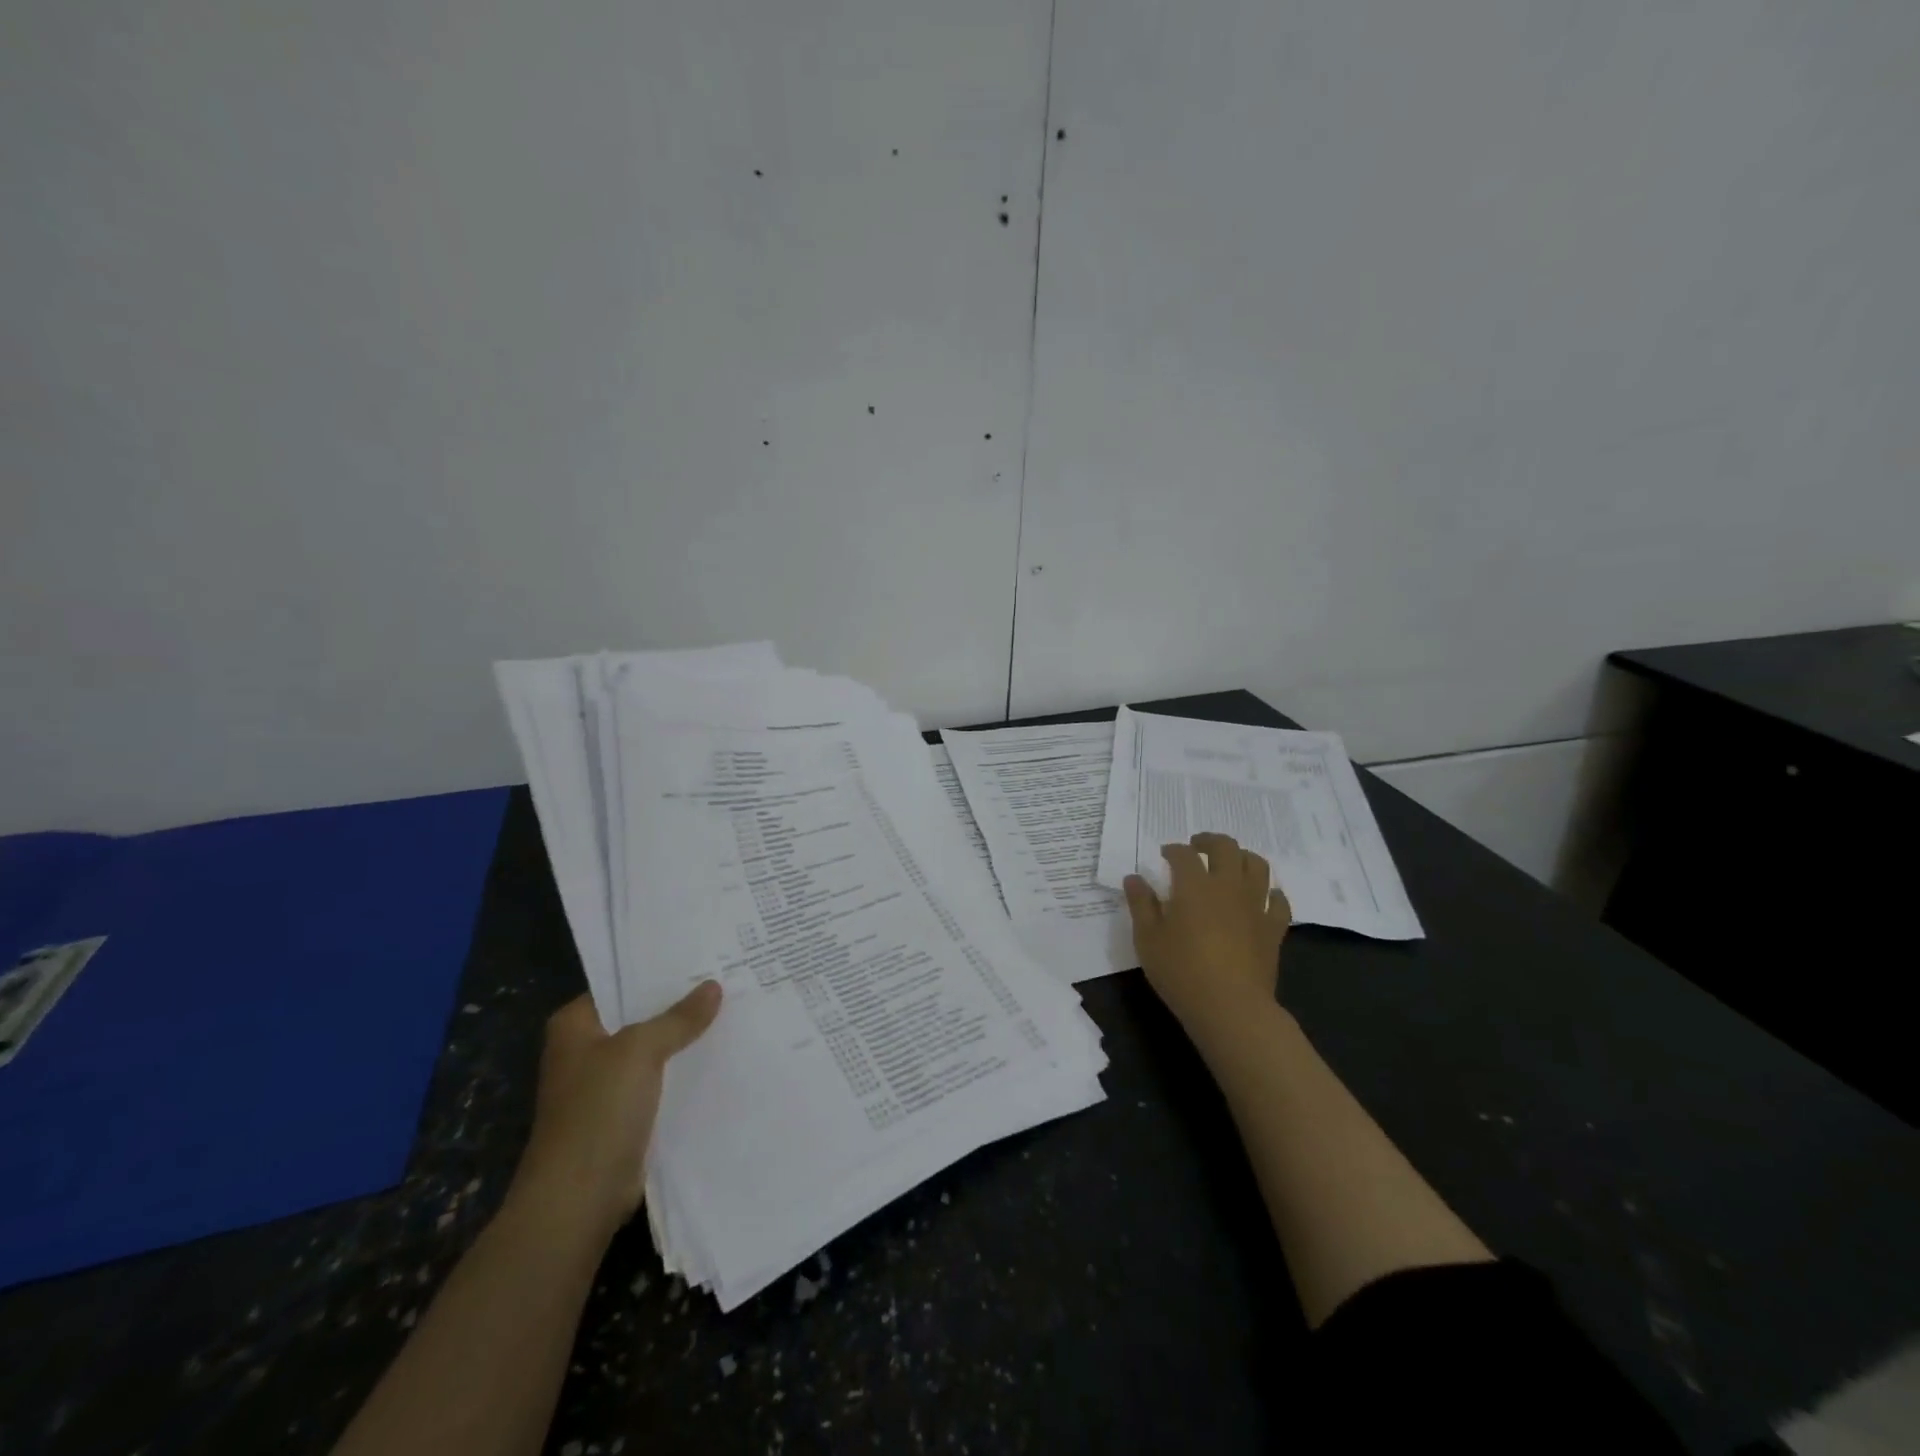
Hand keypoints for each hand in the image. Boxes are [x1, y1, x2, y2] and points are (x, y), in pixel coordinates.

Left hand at [507, 983, 721, 1241]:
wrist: (578, 1200)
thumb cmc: (597, 1112)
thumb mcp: (640, 1051)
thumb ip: (678, 1018)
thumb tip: (713, 986)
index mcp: (575, 1025)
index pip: (620, 983)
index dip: (658, 971)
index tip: (701, 956)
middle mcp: (586, 1050)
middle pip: (640, 1016)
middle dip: (679, 1003)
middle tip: (726, 977)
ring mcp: (605, 1084)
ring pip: (653, 1050)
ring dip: (684, 1039)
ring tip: (733, 1010)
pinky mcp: (624, 1114)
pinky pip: (661, 1080)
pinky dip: (684, 1070)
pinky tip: (721, 1056)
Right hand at [1124, 833, 1289, 1041]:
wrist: (1230, 1007)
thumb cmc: (1181, 971)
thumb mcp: (1147, 939)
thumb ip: (1141, 904)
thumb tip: (1134, 878)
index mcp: (1194, 885)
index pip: (1183, 854)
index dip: (1173, 850)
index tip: (1165, 855)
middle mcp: (1228, 886)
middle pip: (1225, 847)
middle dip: (1209, 841)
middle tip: (1197, 847)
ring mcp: (1255, 905)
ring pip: (1257, 865)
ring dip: (1242, 857)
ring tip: (1230, 864)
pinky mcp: (1273, 928)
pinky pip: (1278, 901)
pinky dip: (1270, 893)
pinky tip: (1261, 897)